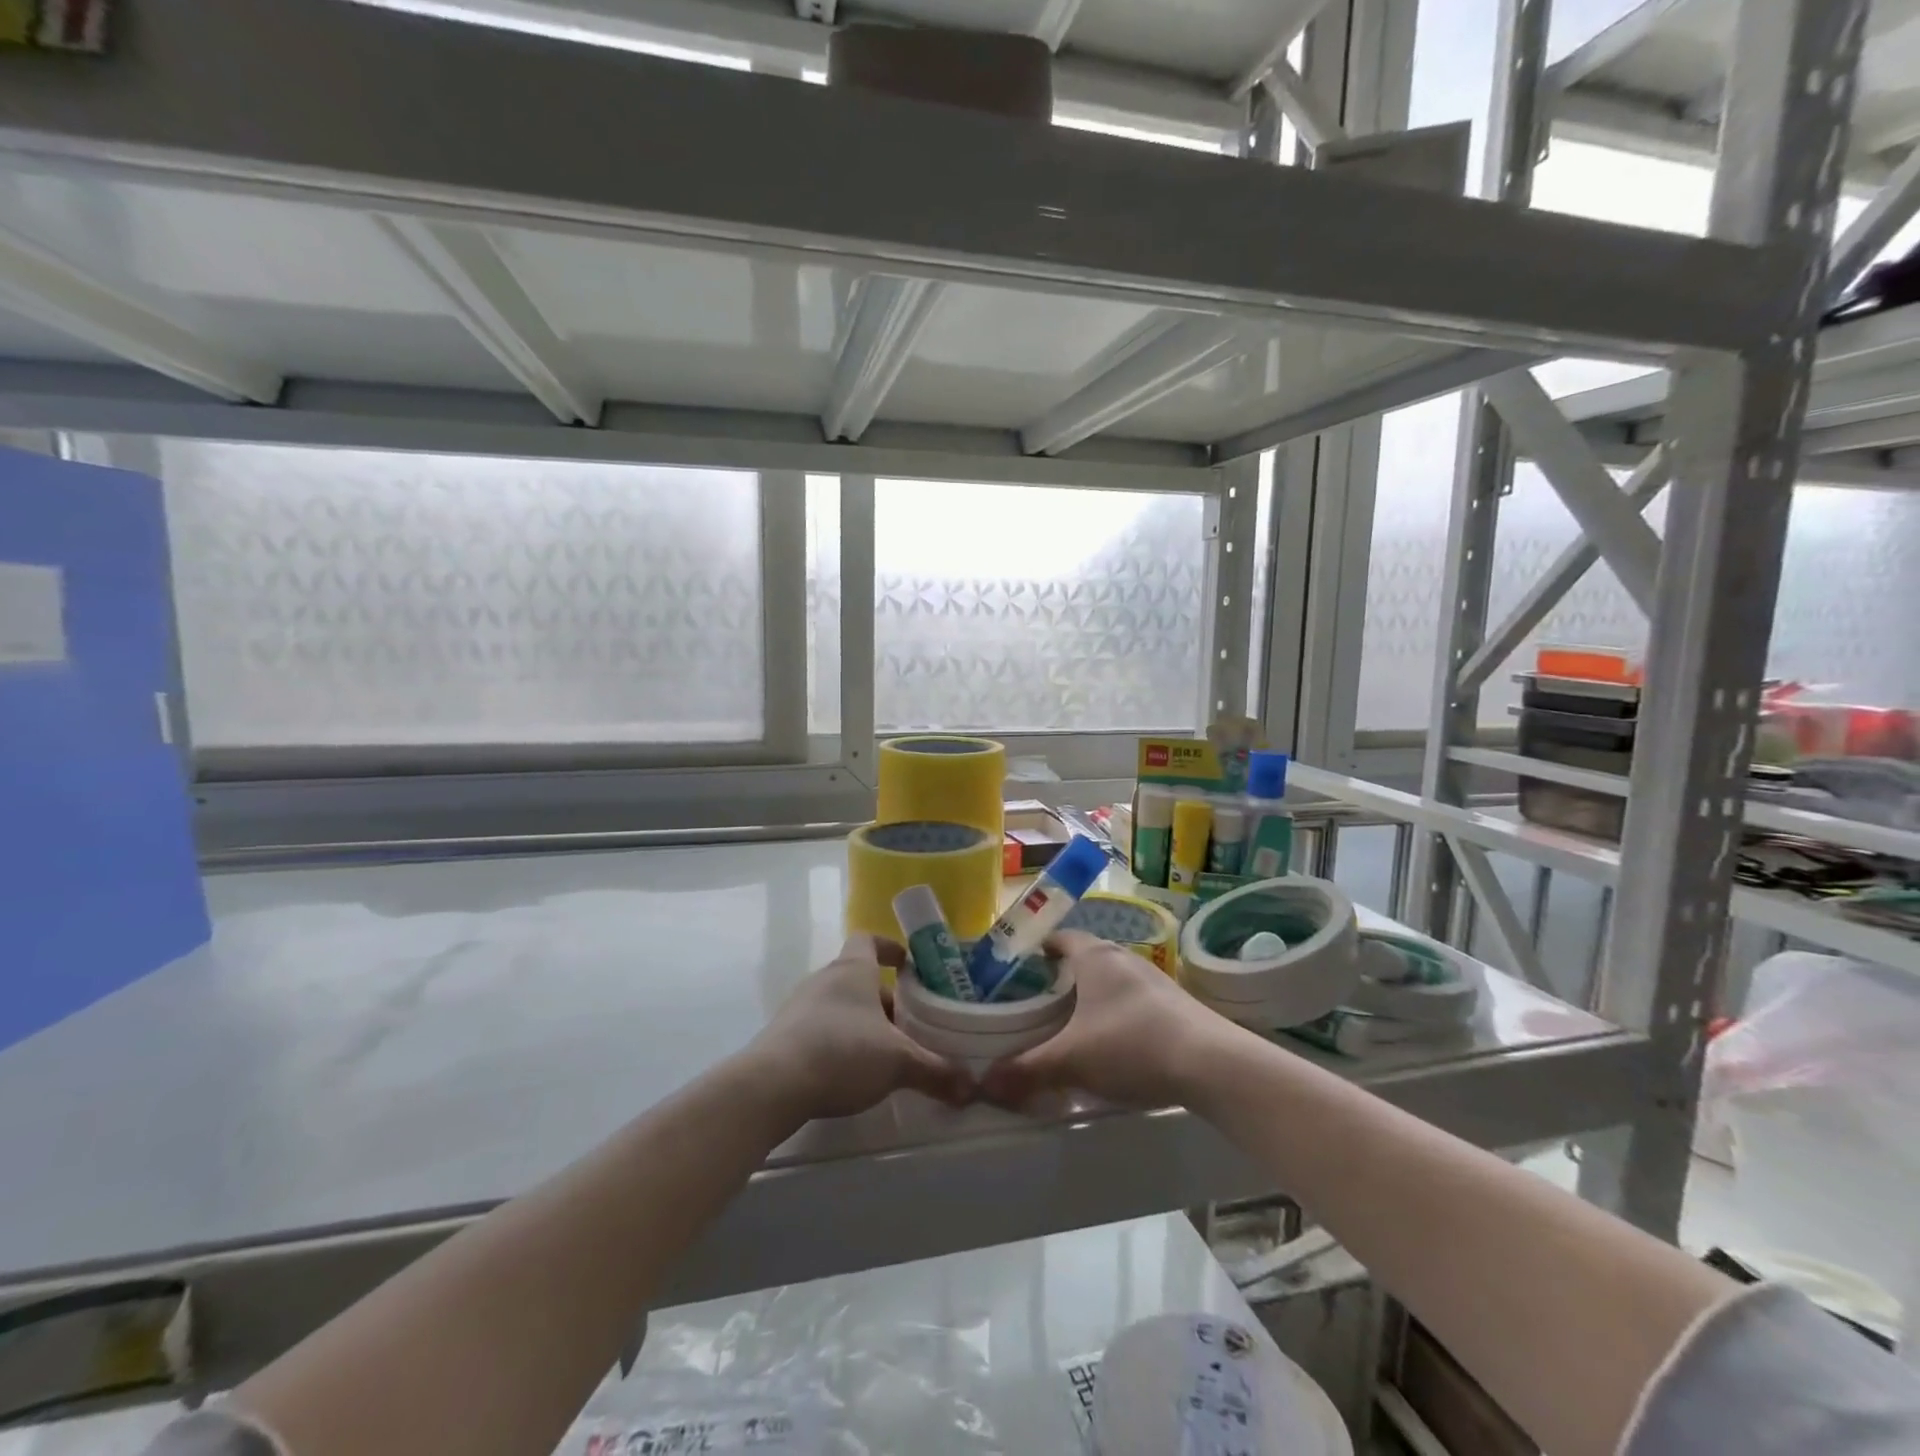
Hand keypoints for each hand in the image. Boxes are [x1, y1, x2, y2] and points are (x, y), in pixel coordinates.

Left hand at [749, 934, 973, 1120]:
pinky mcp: (783, 1036)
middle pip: (858, 978)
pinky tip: (851, 1074)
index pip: (869, 940)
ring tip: (885, 1053)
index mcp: (852, 970)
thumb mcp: (898, 1062)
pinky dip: (838, 1043)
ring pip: (839, 1005)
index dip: (890, 948)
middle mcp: (824, 979)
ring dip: (862, 1023)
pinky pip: (819, 1029)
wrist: (771, 1085)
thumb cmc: (841, 1052)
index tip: (910, 965)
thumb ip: (936, 1071)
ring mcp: (799, 1007)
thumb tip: (971, 1087)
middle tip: (910, 1026)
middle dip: (886, 1000)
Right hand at [980, 930, 1232, 1108]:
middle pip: (1084, 959)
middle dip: (1061, 980)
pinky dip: (1115, 1015)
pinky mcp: (1174, 1003)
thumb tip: (983, 1084)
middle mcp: (1123, 958)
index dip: (1036, 951)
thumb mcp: (1071, 1060)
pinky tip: (1111, 1047)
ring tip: (1069, 1029)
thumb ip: (1026, 1070)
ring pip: (1110, 981)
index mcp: (1094, 956)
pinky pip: (1132, 1001)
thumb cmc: (1131, 1045)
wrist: (1212, 1064)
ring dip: (1090, 999)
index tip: (1017, 972)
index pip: (1059, 938)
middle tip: (1036, 1006)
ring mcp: (1153, 979)